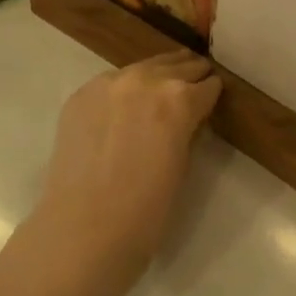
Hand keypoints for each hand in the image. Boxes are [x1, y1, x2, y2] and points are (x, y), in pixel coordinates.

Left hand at [27, 51, 221, 291]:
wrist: (83, 229)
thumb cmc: (145, 212)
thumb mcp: (182, 167)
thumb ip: (188, 131)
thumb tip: (188, 119)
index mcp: (179, 100)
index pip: (207, 86)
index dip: (212, 94)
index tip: (213, 97)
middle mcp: (146, 80)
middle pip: (177, 66)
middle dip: (189, 75)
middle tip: (195, 81)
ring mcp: (109, 83)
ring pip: (144, 67)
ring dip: (158, 74)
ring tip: (165, 82)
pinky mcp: (82, 94)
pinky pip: (112, 82)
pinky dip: (124, 88)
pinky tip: (125, 105)